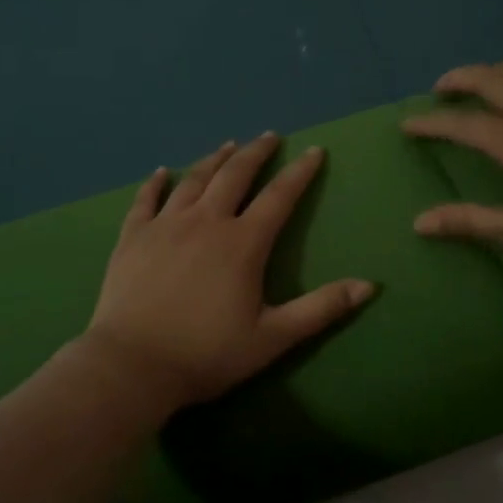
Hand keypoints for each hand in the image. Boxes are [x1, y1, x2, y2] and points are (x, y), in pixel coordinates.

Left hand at [83, 133, 375, 410]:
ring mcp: (165, 225)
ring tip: (228, 146)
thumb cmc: (207, 354)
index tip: (314, 151)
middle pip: (234, 175)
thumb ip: (321, 309)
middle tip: (269, 137)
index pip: (279, 197)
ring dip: (214, 160)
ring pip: (194, 180)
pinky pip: (146, 200)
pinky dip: (156, 183)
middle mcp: (205, 222)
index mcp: (242, 243)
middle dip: (256, 153)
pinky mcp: (133, 237)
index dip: (300, 173)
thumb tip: (368, 285)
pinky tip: (163, 172)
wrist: (133, 365)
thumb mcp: (273, 337)